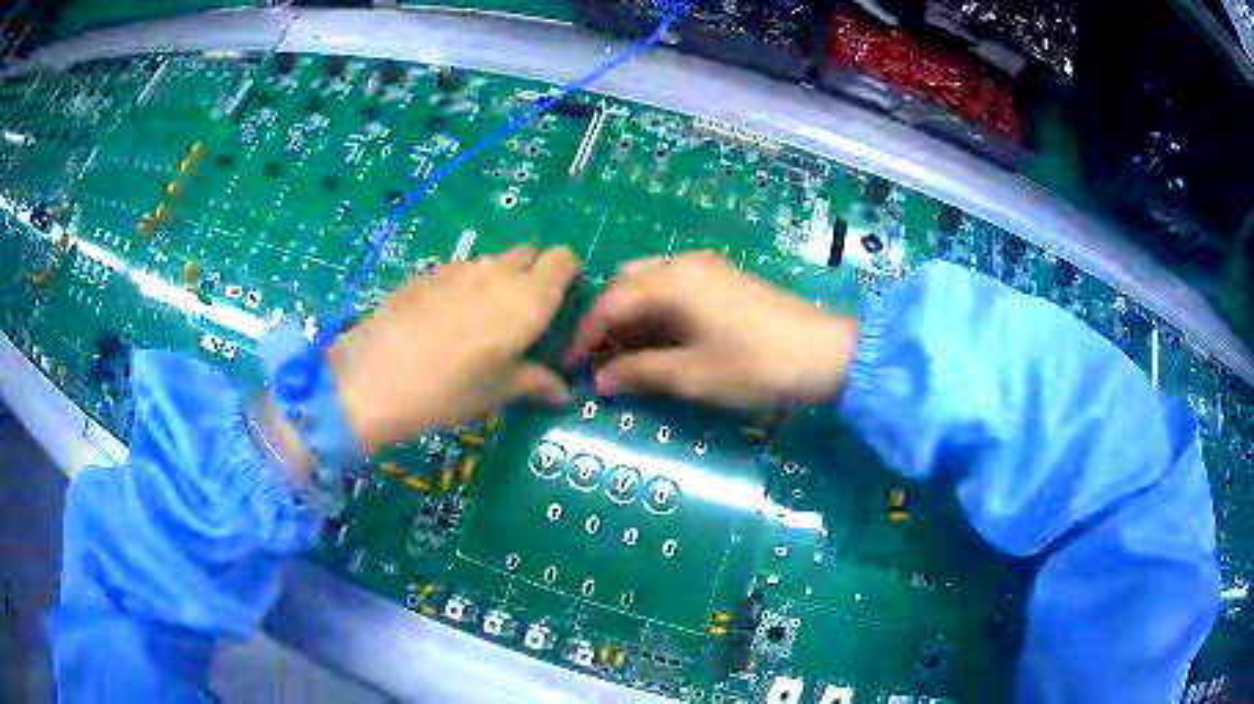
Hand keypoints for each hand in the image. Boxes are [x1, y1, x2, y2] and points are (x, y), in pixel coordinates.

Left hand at [327, 245, 579, 454]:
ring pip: (493, 262)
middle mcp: (498, 272)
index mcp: (528, 299)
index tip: (560, 303)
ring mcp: (459, 267)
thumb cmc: (449, 391)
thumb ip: (535, 382)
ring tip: (477, 321)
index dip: (567, 275)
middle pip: (530, 253)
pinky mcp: (428, 272)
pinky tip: (442, 321)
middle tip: (521, 315)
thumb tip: (562, 390)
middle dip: (534, 274)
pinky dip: (464, 286)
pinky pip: (460, 271)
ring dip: (498, 280)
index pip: (564, 259)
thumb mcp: (498, 392)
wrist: (375, 377)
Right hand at [565, 252, 858, 410]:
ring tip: (627, 354)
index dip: (586, 333)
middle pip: (628, 285)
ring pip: (652, 284)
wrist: (825, 354)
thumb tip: (600, 381)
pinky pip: (676, 288)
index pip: (611, 300)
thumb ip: (640, 373)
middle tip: (599, 359)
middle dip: (608, 320)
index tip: (571, 364)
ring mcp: (708, 268)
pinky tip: (661, 341)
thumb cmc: (755, 365)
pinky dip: (658, 312)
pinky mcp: (726, 279)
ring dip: (633, 316)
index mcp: (671, 280)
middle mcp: (684, 264)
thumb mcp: (692, 375)